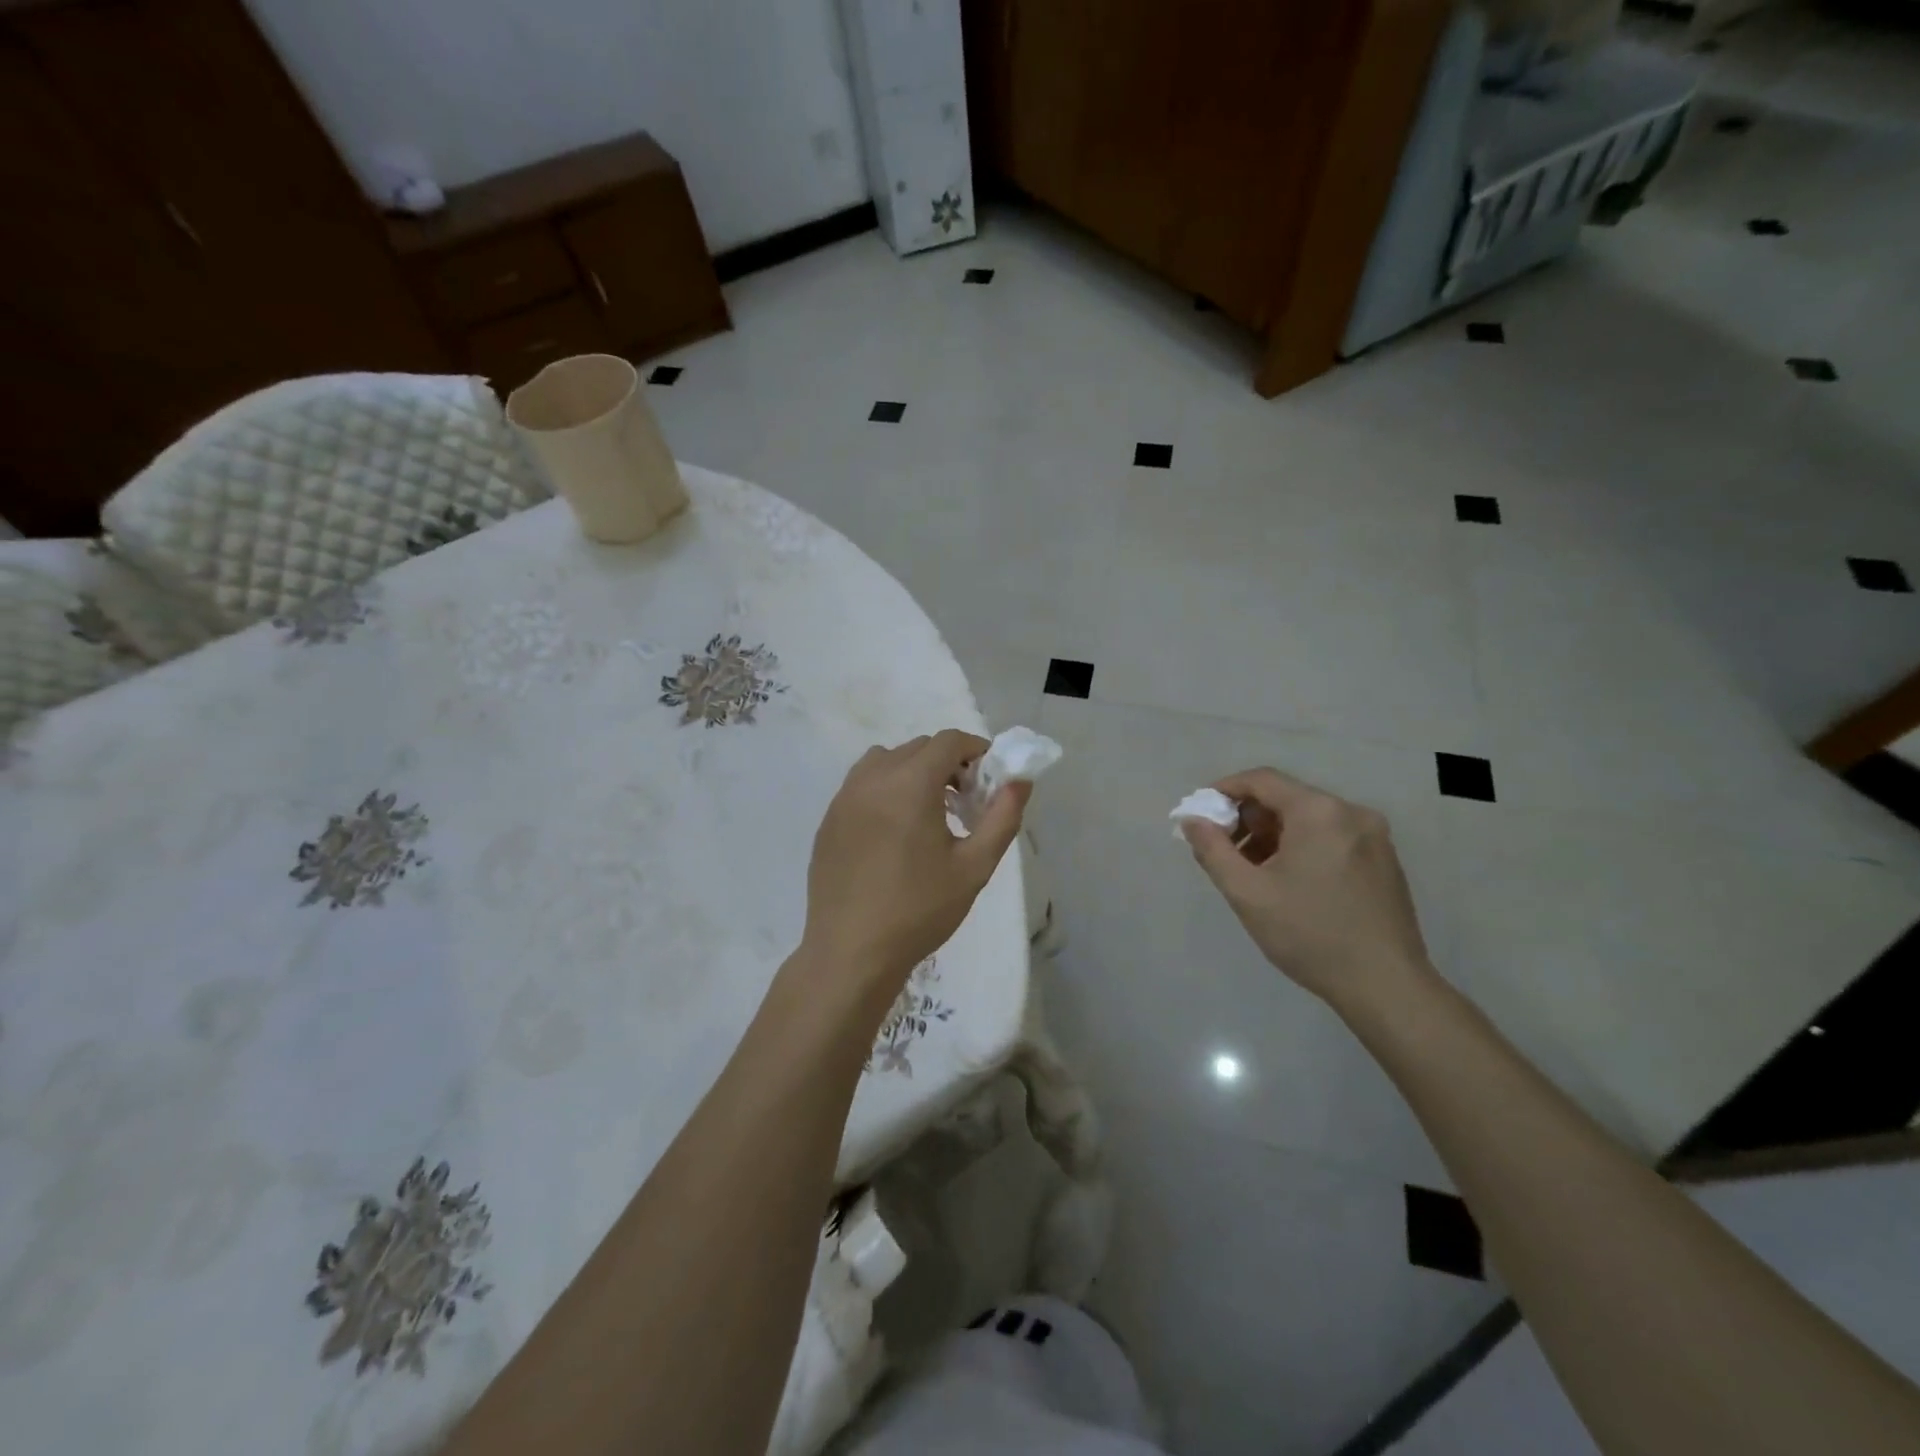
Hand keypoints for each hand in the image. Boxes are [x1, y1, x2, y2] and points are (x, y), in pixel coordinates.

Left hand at [802, 729, 1029, 1002]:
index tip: (989, 779)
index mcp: (910, 784)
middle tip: (965, 802)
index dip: (975, 751)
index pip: (948, 741)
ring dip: (913, 772)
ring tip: (928, 813)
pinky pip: (861, 785)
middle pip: (918, 748)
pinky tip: (894, 833)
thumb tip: (1020, 782)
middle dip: (947, 763)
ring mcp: (844, 798)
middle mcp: (873, 779)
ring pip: (885, 761)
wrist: (851, 952)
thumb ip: (1002, 817)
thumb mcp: (974, 867)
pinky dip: (885, 789)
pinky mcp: (828, 820)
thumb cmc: (919, 910)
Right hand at [1181, 767, 1434, 1008]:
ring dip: (1273, 835)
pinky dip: (1302, 847)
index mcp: (1318, 812)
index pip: (1261, 780)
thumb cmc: (1309, 935)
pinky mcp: (1384, 858)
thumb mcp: (1247, 893)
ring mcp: (1374, 835)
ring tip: (1254, 873)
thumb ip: (1212, 850)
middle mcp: (1351, 812)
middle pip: (1286, 797)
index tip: (1201, 815)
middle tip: (1225, 852)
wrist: (1386, 986)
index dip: (1224, 790)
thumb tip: (1192, 819)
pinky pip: (1331, 836)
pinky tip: (1290, 883)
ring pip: (1308, 818)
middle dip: (1248, 819)